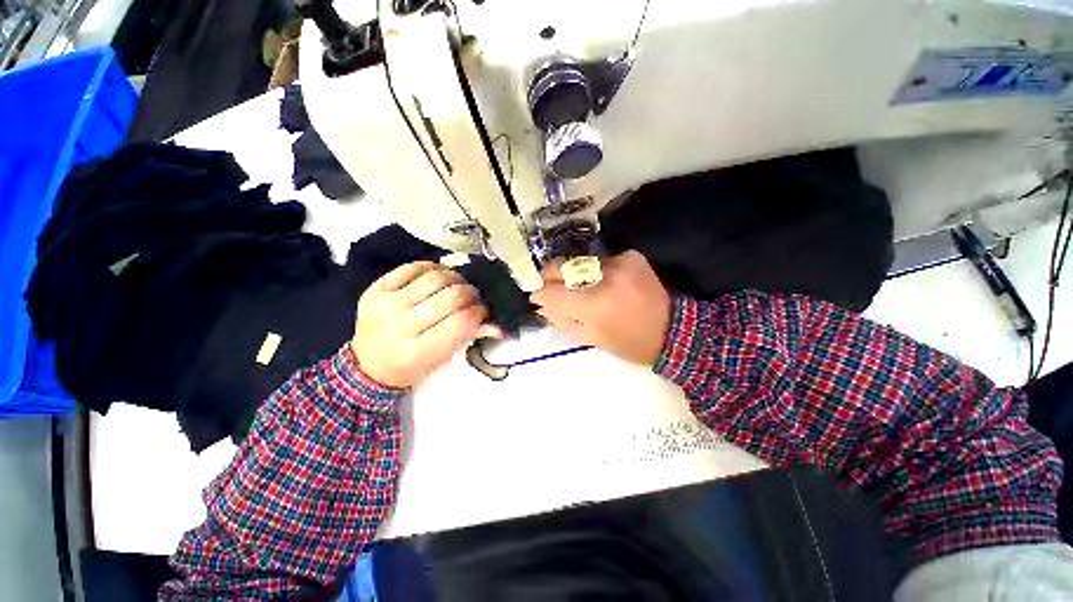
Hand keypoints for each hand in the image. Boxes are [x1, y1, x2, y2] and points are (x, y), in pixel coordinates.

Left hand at [351, 262, 500, 387]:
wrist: (367, 366)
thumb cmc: (410, 368)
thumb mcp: (441, 360)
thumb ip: (467, 338)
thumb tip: (496, 325)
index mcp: (417, 351)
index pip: (460, 322)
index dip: (478, 312)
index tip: (483, 310)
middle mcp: (400, 326)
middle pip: (450, 297)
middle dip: (470, 294)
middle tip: (474, 297)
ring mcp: (385, 304)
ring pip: (434, 278)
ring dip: (456, 278)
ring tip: (460, 285)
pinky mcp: (376, 289)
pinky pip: (412, 267)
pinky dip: (433, 267)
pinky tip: (441, 274)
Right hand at [530, 250, 671, 365]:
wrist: (671, 330)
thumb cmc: (628, 343)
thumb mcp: (590, 338)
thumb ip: (561, 319)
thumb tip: (541, 305)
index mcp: (593, 304)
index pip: (552, 291)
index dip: (540, 292)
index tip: (537, 295)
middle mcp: (603, 277)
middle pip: (562, 267)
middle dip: (551, 276)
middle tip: (550, 285)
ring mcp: (619, 263)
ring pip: (581, 262)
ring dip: (575, 274)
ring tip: (581, 287)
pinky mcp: (631, 256)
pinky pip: (602, 260)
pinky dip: (598, 271)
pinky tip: (606, 282)